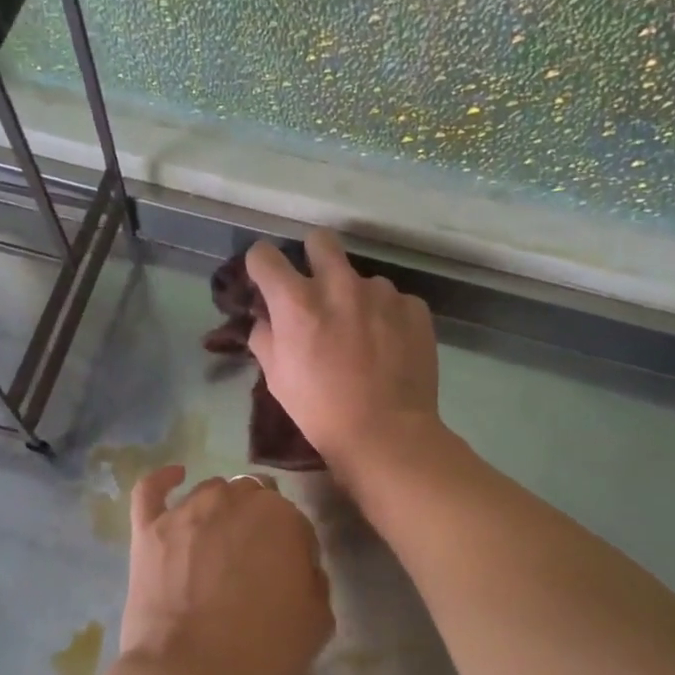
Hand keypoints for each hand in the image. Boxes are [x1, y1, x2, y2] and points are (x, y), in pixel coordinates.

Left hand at [119, 466, 333, 674]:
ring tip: (218, 540)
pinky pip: (152, 489)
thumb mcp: (318, 621)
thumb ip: (314, 579)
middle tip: (252, 560)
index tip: (287, 576)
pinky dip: (164, 479)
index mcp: (282, 517)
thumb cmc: (262, 651)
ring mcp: (186, 511)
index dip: (292, 548)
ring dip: (220, 508)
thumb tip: (299, 566)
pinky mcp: (149, 528)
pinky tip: (175, 476)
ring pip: (210, 491)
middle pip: (252, 497)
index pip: (294, 520)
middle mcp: (234, 500)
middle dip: (257, 522)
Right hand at [245, 230, 441, 470]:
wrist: (386, 433)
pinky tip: (387, 347)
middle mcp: (338, 284)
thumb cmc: (320, 411)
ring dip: (354, 296)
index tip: (265, 279)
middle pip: (319, 240)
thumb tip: (267, 319)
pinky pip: (392, 300)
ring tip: (361, 334)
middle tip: (315, 287)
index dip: (260, 265)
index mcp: (296, 302)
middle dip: (312, 256)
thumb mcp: (276, 378)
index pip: (264, 255)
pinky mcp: (413, 307)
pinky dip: (385, 316)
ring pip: (360, 277)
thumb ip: (265, 337)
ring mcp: (381, 293)